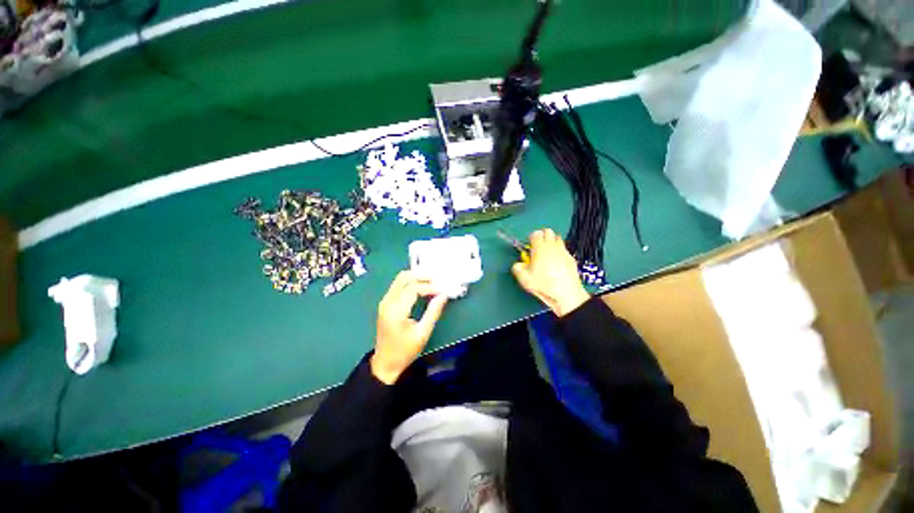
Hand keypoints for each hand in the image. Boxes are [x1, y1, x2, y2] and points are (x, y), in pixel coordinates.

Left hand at [371, 271, 447, 384]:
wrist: (385, 363)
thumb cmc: (405, 351)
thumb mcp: (423, 333)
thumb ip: (433, 312)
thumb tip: (444, 295)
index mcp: (396, 311)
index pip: (413, 288)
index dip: (430, 287)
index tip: (443, 290)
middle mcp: (387, 302)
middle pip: (404, 277)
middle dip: (422, 276)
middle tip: (438, 280)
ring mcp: (385, 301)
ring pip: (400, 279)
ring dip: (416, 278)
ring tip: (432, 282)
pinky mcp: (385, 303)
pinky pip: (398, 285)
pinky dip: (411, 282)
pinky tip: (422, 287)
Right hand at [511, 228, 589, 316]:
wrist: (565, 293)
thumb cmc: (543, 284)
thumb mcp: (524, 279)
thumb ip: (517, 268)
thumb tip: (518, 265)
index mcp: (539, 248)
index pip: (535, 234)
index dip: (530, 239)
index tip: (529, 247)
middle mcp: (552, 246)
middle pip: (547, 231)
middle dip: (542, 236)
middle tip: (537, 248)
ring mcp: (563, 251)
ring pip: (557, 238)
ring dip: (551, 242)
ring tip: (547, 255)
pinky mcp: (571, 258)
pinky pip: (564, 249)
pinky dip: (559, 252)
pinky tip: (557, 264)